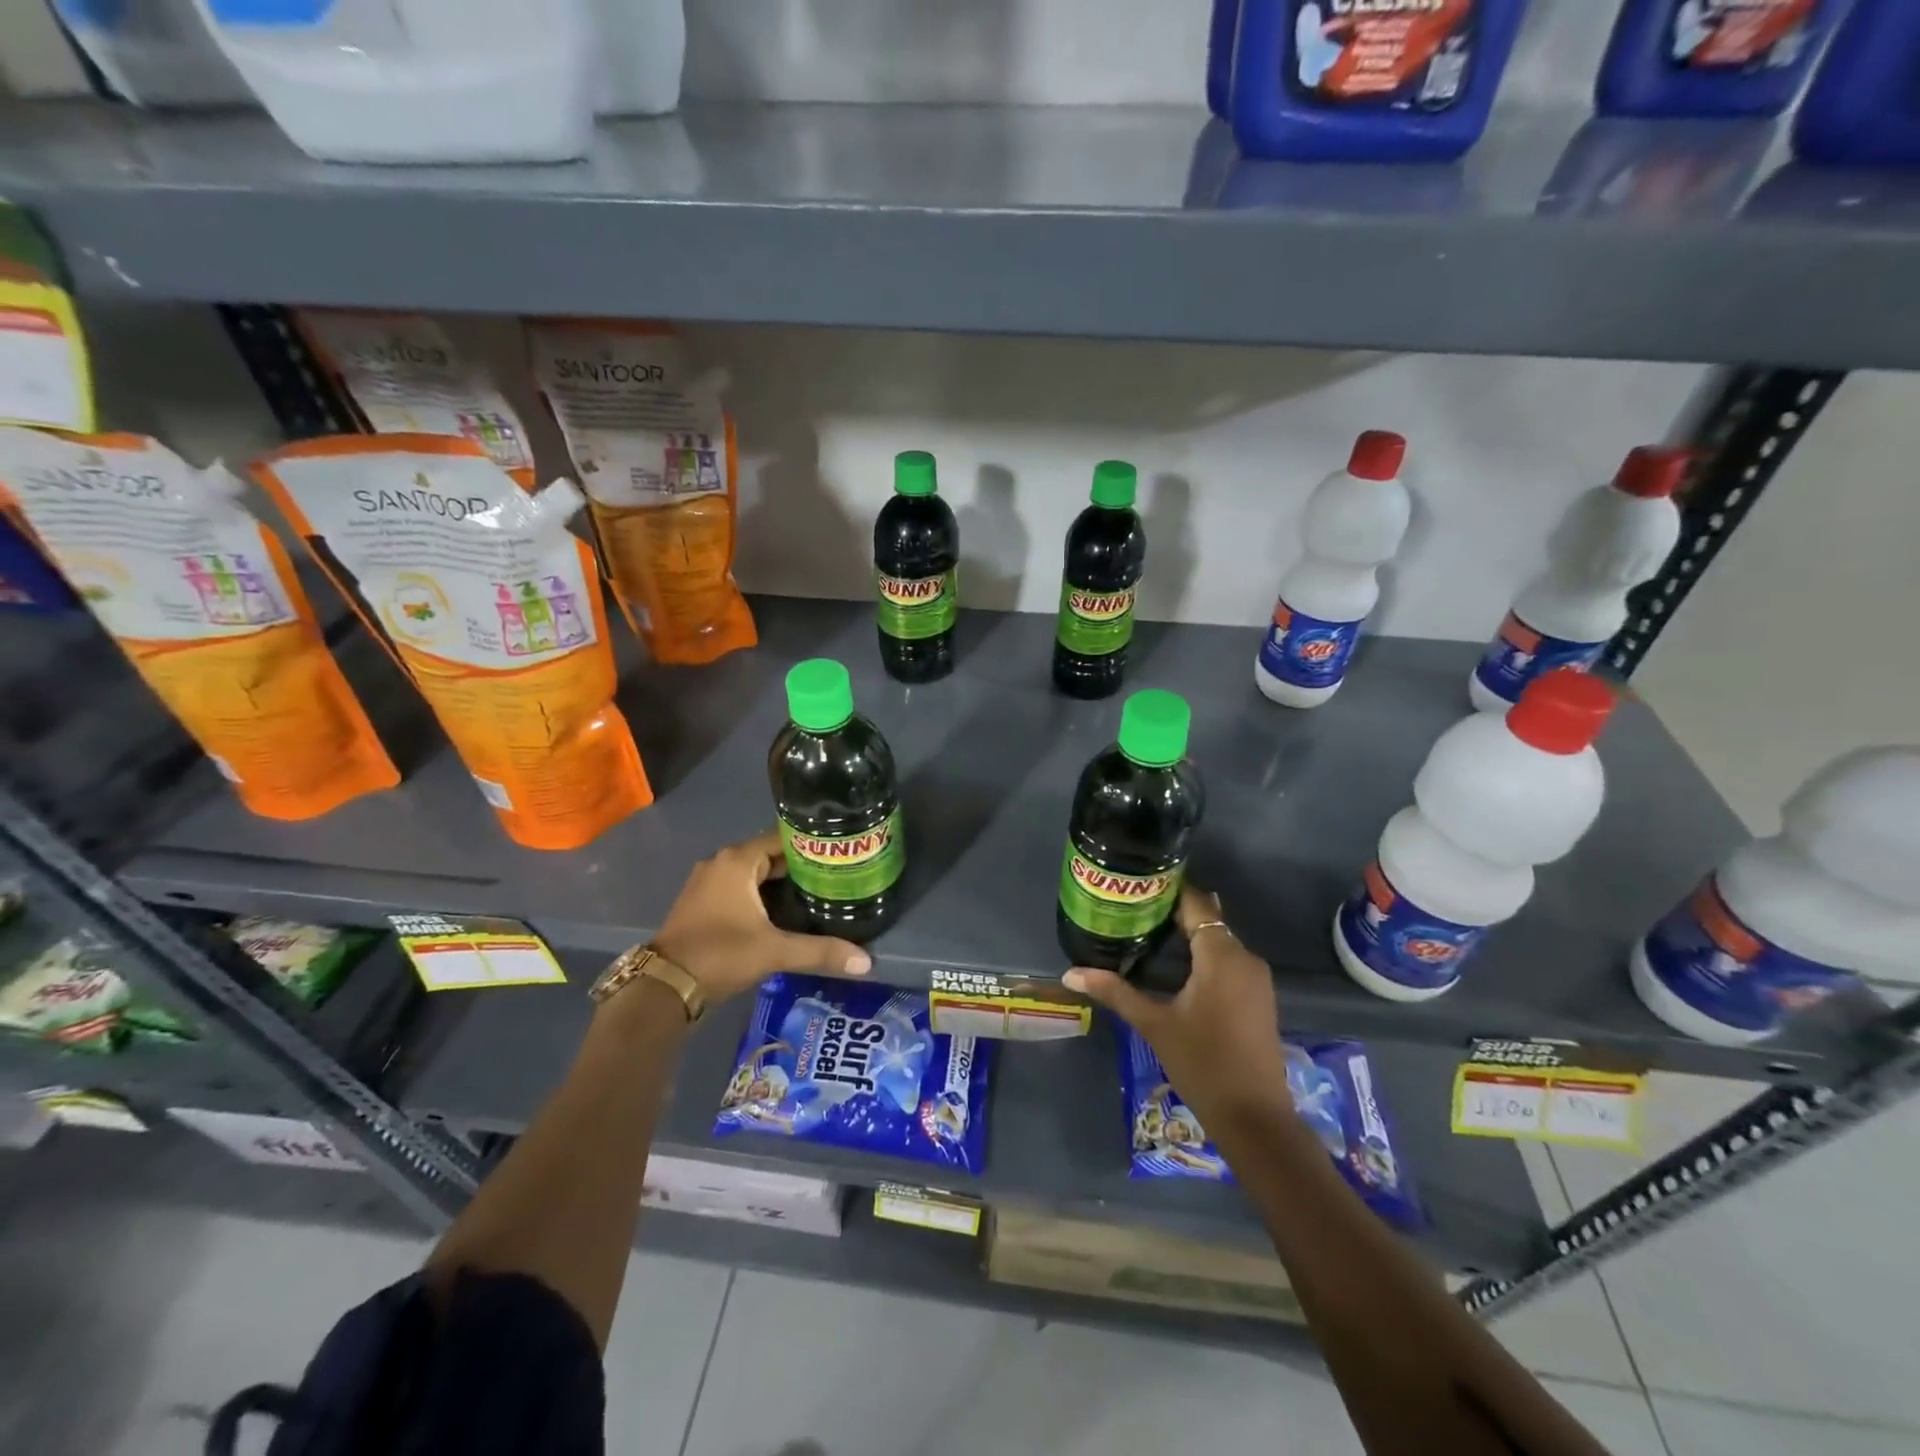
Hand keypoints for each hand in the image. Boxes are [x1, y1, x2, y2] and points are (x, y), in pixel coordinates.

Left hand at [649, 829, 870, 1003]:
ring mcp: (708, 882)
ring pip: (755, 873)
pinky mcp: (703, 902)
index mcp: (737, 860)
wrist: (664, 986)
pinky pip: (741, 888)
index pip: (784, 838)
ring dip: (781, 883)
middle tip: (836, 877)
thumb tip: (866, 961)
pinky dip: (762, 894)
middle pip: (771, 855)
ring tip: (818, 893)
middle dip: (801, 866)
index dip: (812, 845)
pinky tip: (785, 912)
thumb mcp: (774, 951)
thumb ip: (820, 952)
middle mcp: (721, 862)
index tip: (840, 854)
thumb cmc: (720, 954)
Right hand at [1064, 884, 1290, 1123]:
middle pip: (1207, 920)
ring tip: (1144, 930)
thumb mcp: (1154, 1024)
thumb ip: (1115, 991)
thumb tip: (1071, 973)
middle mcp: (1244, 958)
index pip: (1197, 904)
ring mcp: (1255, 978)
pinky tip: (1173, 963)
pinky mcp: (1257, 996)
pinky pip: (1227, 960)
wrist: (1255, 1118)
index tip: (1137, 884)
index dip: (1169, 891)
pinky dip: (1201, 954)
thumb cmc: (1203, 1064)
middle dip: (1172, 912)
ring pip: (1218, 940)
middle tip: (1131, 907)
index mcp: (1222, 956)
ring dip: (1186, 934)